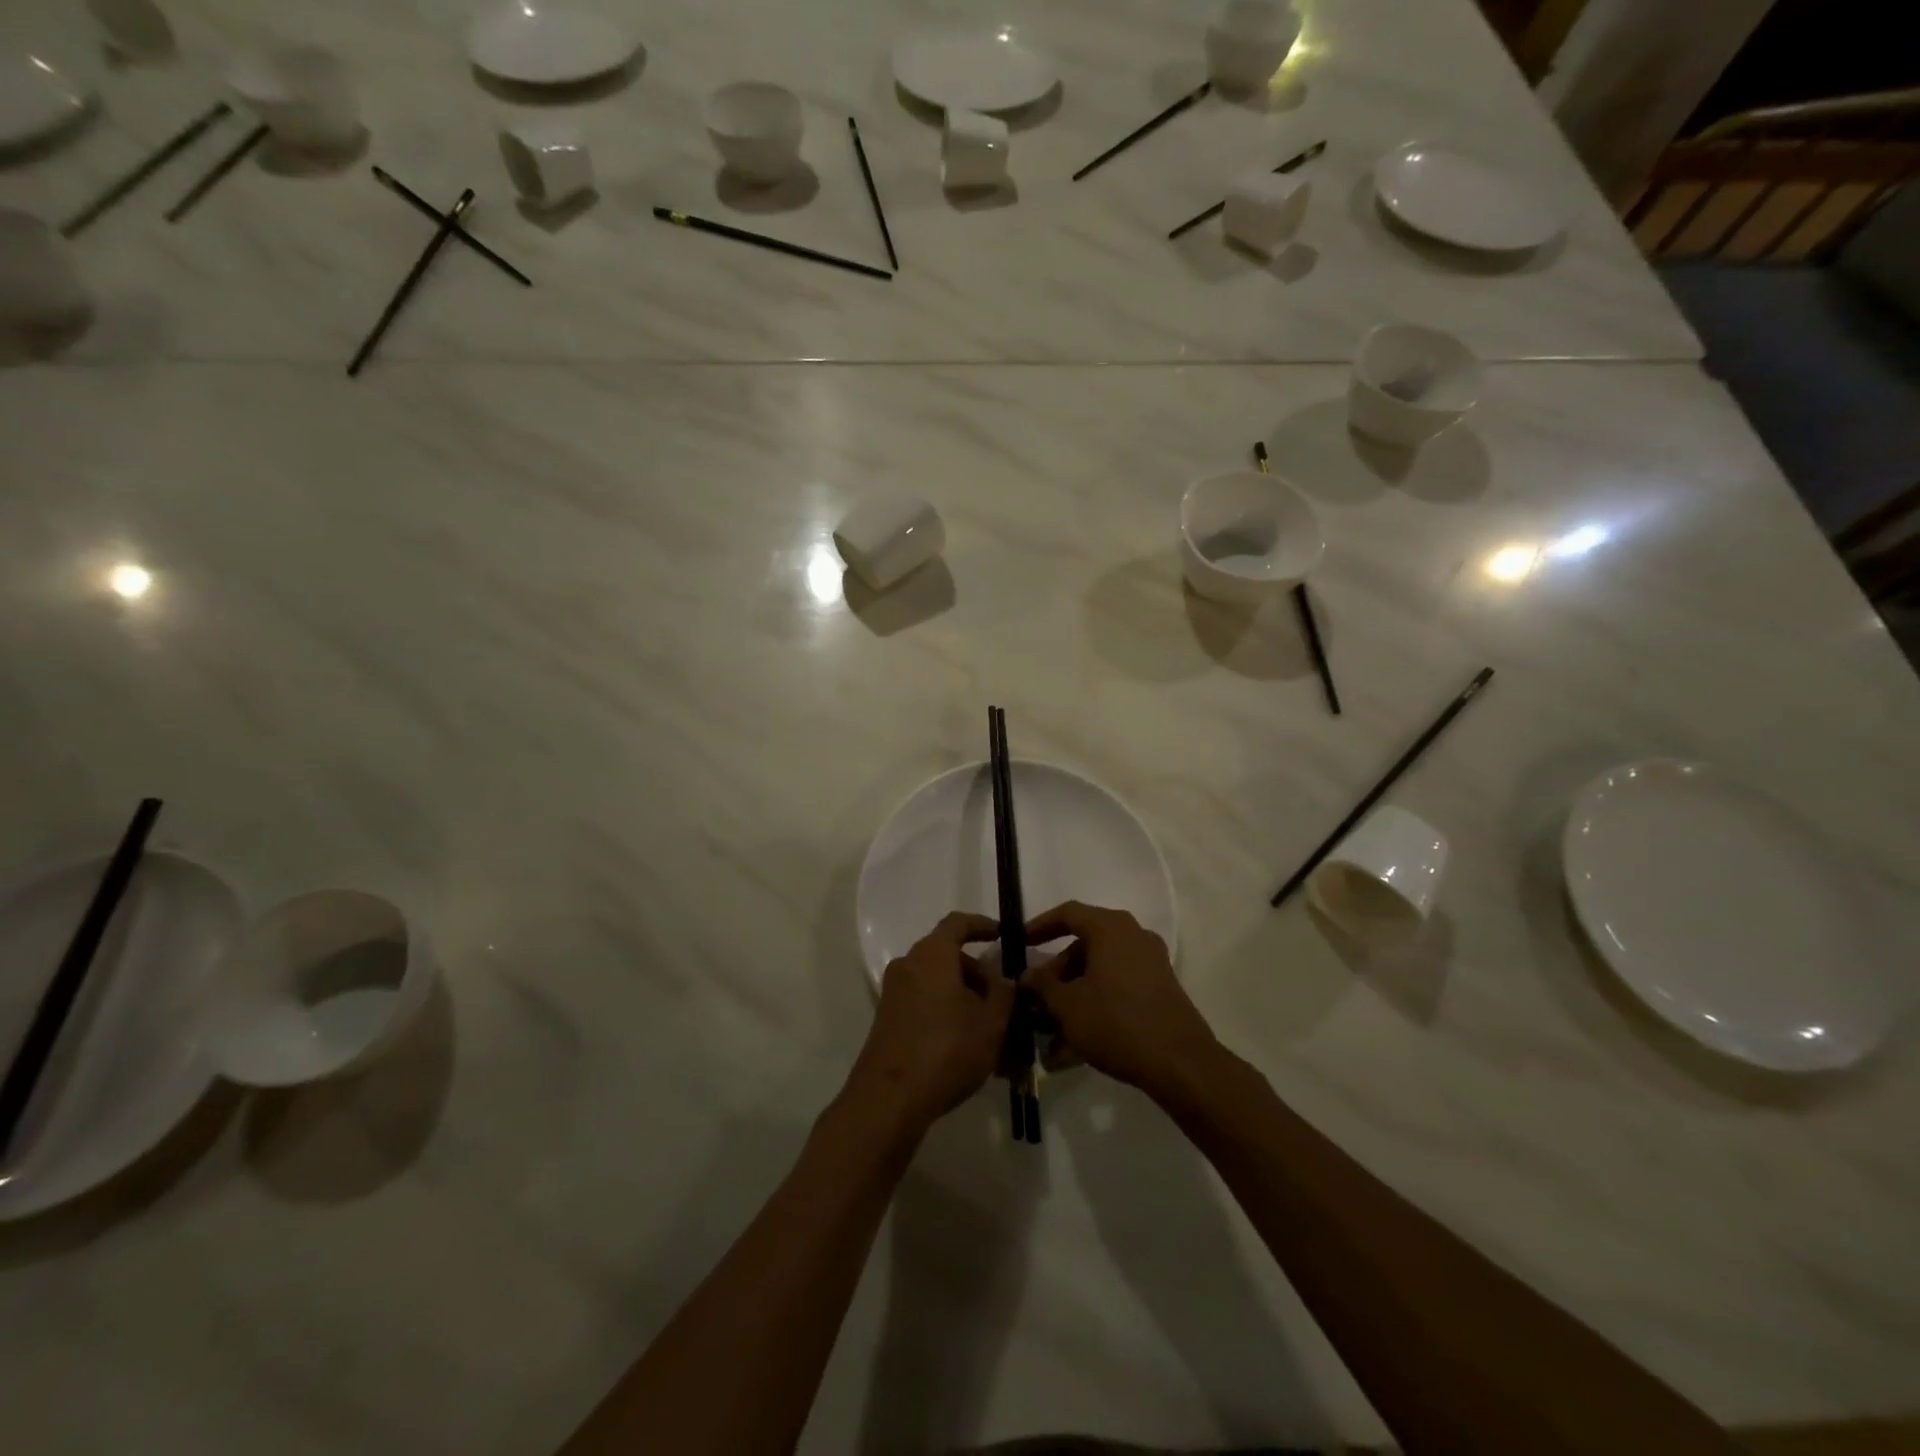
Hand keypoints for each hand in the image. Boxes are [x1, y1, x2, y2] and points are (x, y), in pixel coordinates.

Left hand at [845, 913, 1014, 1138]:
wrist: (890, 1098)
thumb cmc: (947, 1049)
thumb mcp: (991, 1023)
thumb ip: (1004, 994)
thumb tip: (1005, 980)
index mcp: (932, 954)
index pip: (958, 923)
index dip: (982, 925)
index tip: (1002, 936)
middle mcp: (908, 966)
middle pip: (948, 956)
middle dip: (979, 974)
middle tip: (1003, 999)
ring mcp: (895, 994)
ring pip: (938, 984)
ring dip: (966, 999)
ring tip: (993, 1030)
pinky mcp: (889, 1020)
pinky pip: (925, 1004)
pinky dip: (948, 1014)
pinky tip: (970, 1047)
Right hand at [1022, 901, 1220, 1103]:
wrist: (1180, 1063)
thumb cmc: (1116, 1022)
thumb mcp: (1067, 1005)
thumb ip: (1042, 984)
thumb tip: (1027, 974)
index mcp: (1110, 928)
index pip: (1067, 913)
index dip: (1039, 926)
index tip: (1019, 943)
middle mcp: (1133, 935)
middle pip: (1085, 943)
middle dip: (1057, 970)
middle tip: (1037, 995)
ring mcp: (1151, 961)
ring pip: (1101, 968)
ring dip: (1074, 991)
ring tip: (1052, 1026)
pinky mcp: (1160, 988)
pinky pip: (1118, 985)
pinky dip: (1096, 1001)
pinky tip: (1077, 1038)